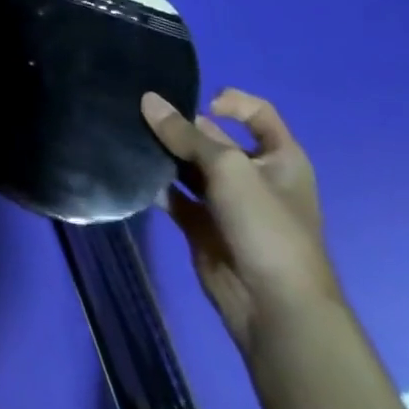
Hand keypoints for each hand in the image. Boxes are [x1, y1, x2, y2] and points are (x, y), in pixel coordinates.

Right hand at [141, 88, 338, 356]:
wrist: (275, 308)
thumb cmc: (266, 226)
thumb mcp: (229, 167)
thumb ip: (185, 134)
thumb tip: (148, 100)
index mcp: (280, 158)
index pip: (258, 114)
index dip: (232, 101)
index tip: (202, 103)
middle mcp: (254, 176)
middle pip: (213, 137)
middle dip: (180, 125)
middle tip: (140, 113)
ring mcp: (227, 203)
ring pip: (189, 165)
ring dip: (163, 152)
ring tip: (129, 134)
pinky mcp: (202, 226)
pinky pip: (174, 195)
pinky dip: (155, 183)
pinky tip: (131, 170)